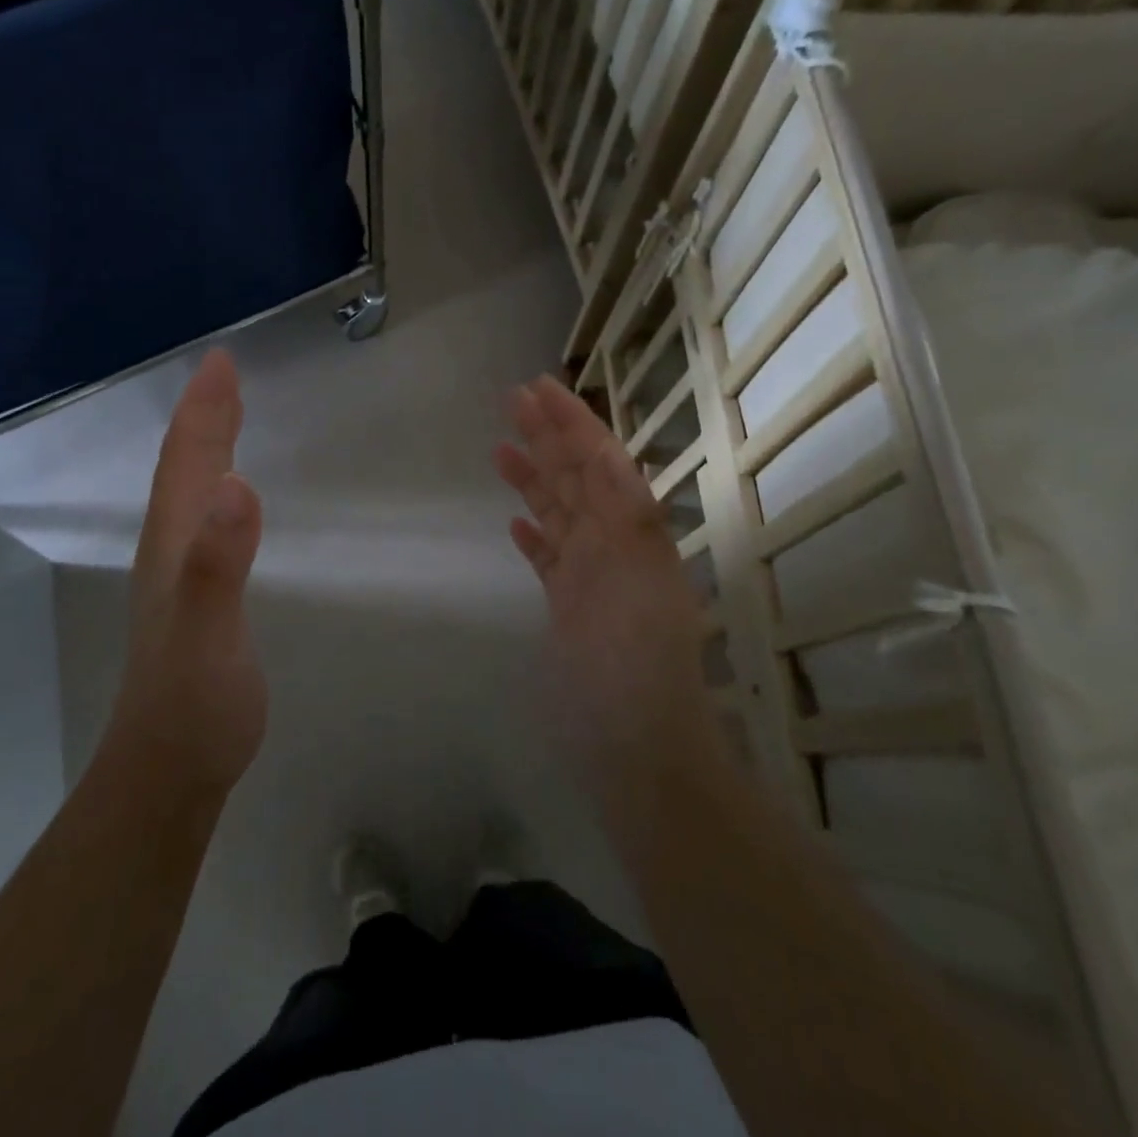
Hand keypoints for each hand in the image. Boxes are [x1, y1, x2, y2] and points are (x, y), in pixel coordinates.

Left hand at [109, 350, 266, 794]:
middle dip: (204, 416)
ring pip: (189, 493)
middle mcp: (171, 549)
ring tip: (225, 416)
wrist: (171, 768)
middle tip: (224, 373)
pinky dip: (215, 490)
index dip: (205, 410)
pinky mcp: (196, 599)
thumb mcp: (208, 633)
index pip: (187, 462)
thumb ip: (217, 563)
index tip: (222, 361)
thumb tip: (235, 484)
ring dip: (206, 447)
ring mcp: (180, 576)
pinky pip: (204, 523)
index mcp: (174, 543)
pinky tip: (226, 500)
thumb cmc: (195, 702)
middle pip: (184, 469)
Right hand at [493, 375, 718, 808]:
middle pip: (576, 480)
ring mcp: (590, 579)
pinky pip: (549, 560)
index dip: (573, 423)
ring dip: (533, 479)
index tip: (539, 388)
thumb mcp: (638, 585)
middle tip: (512, 399)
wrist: (637, 747)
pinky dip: (534, 536)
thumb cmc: (634, 668)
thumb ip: (625, 521)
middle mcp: (613, 547)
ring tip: (499, 448)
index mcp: (632, 535)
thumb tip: (610, 462)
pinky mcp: (570, 610)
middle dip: (548, 436)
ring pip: (558, 515)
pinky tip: (514, 522)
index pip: (600, 463)